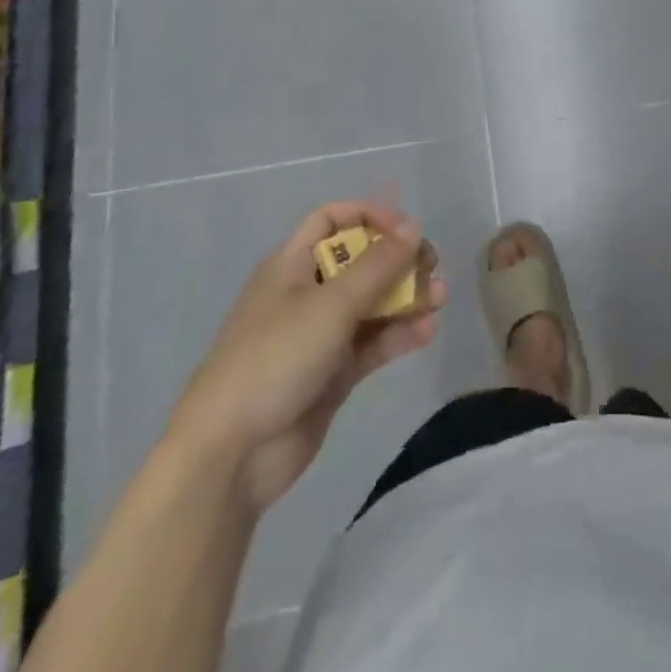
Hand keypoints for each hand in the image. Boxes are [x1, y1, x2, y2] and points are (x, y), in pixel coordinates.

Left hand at [166, 196, 446, 508]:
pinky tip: (427, 331)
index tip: (405, 229)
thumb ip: (378, 264)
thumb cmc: (276, 358)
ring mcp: (320, 334)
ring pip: (371, 302)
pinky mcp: (333, 372)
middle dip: (398, 259)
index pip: (331, 220)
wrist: (231, 455)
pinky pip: (372, 341)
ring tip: (439, 298)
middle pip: (359, 260)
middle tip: (431, 266)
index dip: (369, 216)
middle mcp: (307, 292)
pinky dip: (399, 333)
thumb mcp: (332, 304)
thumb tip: (413, 225)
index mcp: (291, 265)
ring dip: (406, 296)